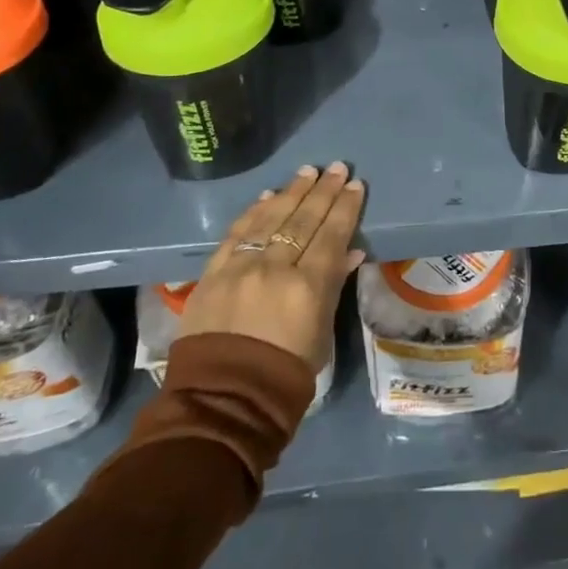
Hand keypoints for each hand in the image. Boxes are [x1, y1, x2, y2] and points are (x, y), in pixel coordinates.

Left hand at [180, 163, 365, 371]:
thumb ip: (333, 287)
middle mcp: (275, 269)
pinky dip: (253, 212)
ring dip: (291, 192)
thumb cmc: (285, 373)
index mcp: (308, 287)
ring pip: (270, 219)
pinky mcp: (212, 274)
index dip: (345, 208)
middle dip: (323, 191)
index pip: (332, 235)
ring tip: (307, 172)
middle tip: (336, 167)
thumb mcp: (321, 333)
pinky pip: (237, 234)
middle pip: (303, 220)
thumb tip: (351, 252)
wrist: (223, 400)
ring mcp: (240, 268)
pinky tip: (267, 195)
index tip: (355, 185)